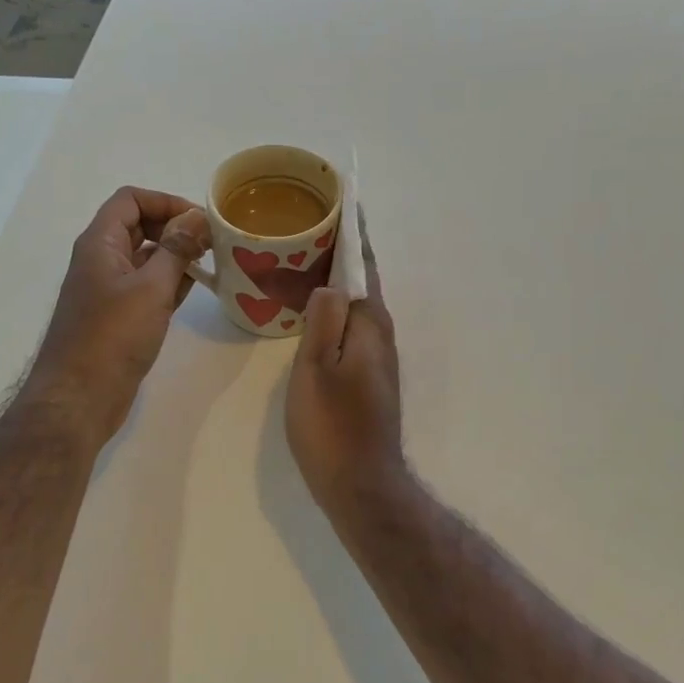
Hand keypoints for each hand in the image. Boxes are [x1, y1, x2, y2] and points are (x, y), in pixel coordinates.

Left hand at [21, 186, 210, 447]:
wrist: (79, 397)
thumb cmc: (112, 337)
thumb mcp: (151, 288)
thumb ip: (176, 249)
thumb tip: (197, 218)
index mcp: (100, 243)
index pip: (131, 200)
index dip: (165, 202)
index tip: (199, 221)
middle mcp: (101, 259)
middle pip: (138, 225)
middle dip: (174, 228)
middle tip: (210, 243)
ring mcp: (108, 289)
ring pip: (145, 257)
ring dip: (175, 255)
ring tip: (210, 264)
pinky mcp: (117, 316)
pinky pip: (146, 286)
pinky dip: (169, 281)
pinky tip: (194, 289)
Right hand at [286, 214, 406, 513]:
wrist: (360, 482)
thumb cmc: (333, 424)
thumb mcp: (317, 366)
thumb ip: (324, 318)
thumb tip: (330, 281)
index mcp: (369, 323)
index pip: (363, 264)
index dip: (353, 232)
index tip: (342, 200)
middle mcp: (379, 333)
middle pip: (360, 280)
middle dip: (341, 250)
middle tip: (307, 225)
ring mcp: (376, 356)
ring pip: (354, 303)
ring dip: (335, 278)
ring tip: (304, 258)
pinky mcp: (367, 375)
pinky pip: (349, 324)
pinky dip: (332, 306)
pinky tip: (311, 309)